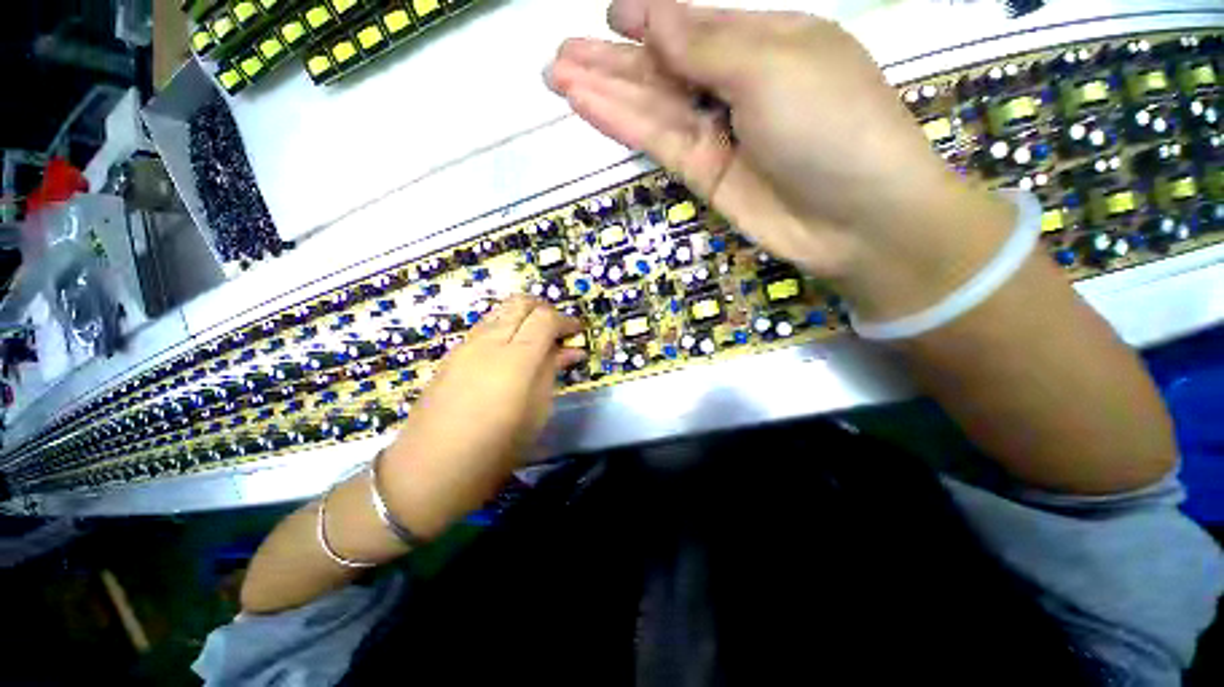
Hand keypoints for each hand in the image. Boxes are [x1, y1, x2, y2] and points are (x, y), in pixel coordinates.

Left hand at [379, 296, 583, 538]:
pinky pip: (486, 326)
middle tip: (559, 332)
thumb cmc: (493, 450)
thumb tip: (570, 350)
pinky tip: (512, 351)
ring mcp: (466, 345)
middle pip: (521, 303)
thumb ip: (551, 373)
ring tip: (538, 340)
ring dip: (524, 316)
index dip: (566, 321)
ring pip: (501, 310)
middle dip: (545, 310)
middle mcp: (490, 342)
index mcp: (516, 359)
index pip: (545, 318)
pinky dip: (506, 327)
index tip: (577, 334)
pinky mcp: (452, 354)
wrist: (427, 471)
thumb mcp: (535, 414)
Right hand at [547, 0, 1015, 320]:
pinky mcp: (704, 174)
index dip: (651, 19)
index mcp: (764, 42)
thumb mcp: (772, 66)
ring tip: (559, 77)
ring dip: (606, 91)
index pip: (695, 25)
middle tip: (561, 54)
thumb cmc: (831, 123)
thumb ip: (707, 44)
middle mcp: (735, 86)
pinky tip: (589, 106)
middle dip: (612, 59)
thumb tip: (654, 18)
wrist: (853, 216)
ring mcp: (717, 134)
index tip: (611, 12)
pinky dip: (624, 123)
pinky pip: (658, 140)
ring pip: (652, 106)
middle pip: (663, 67)